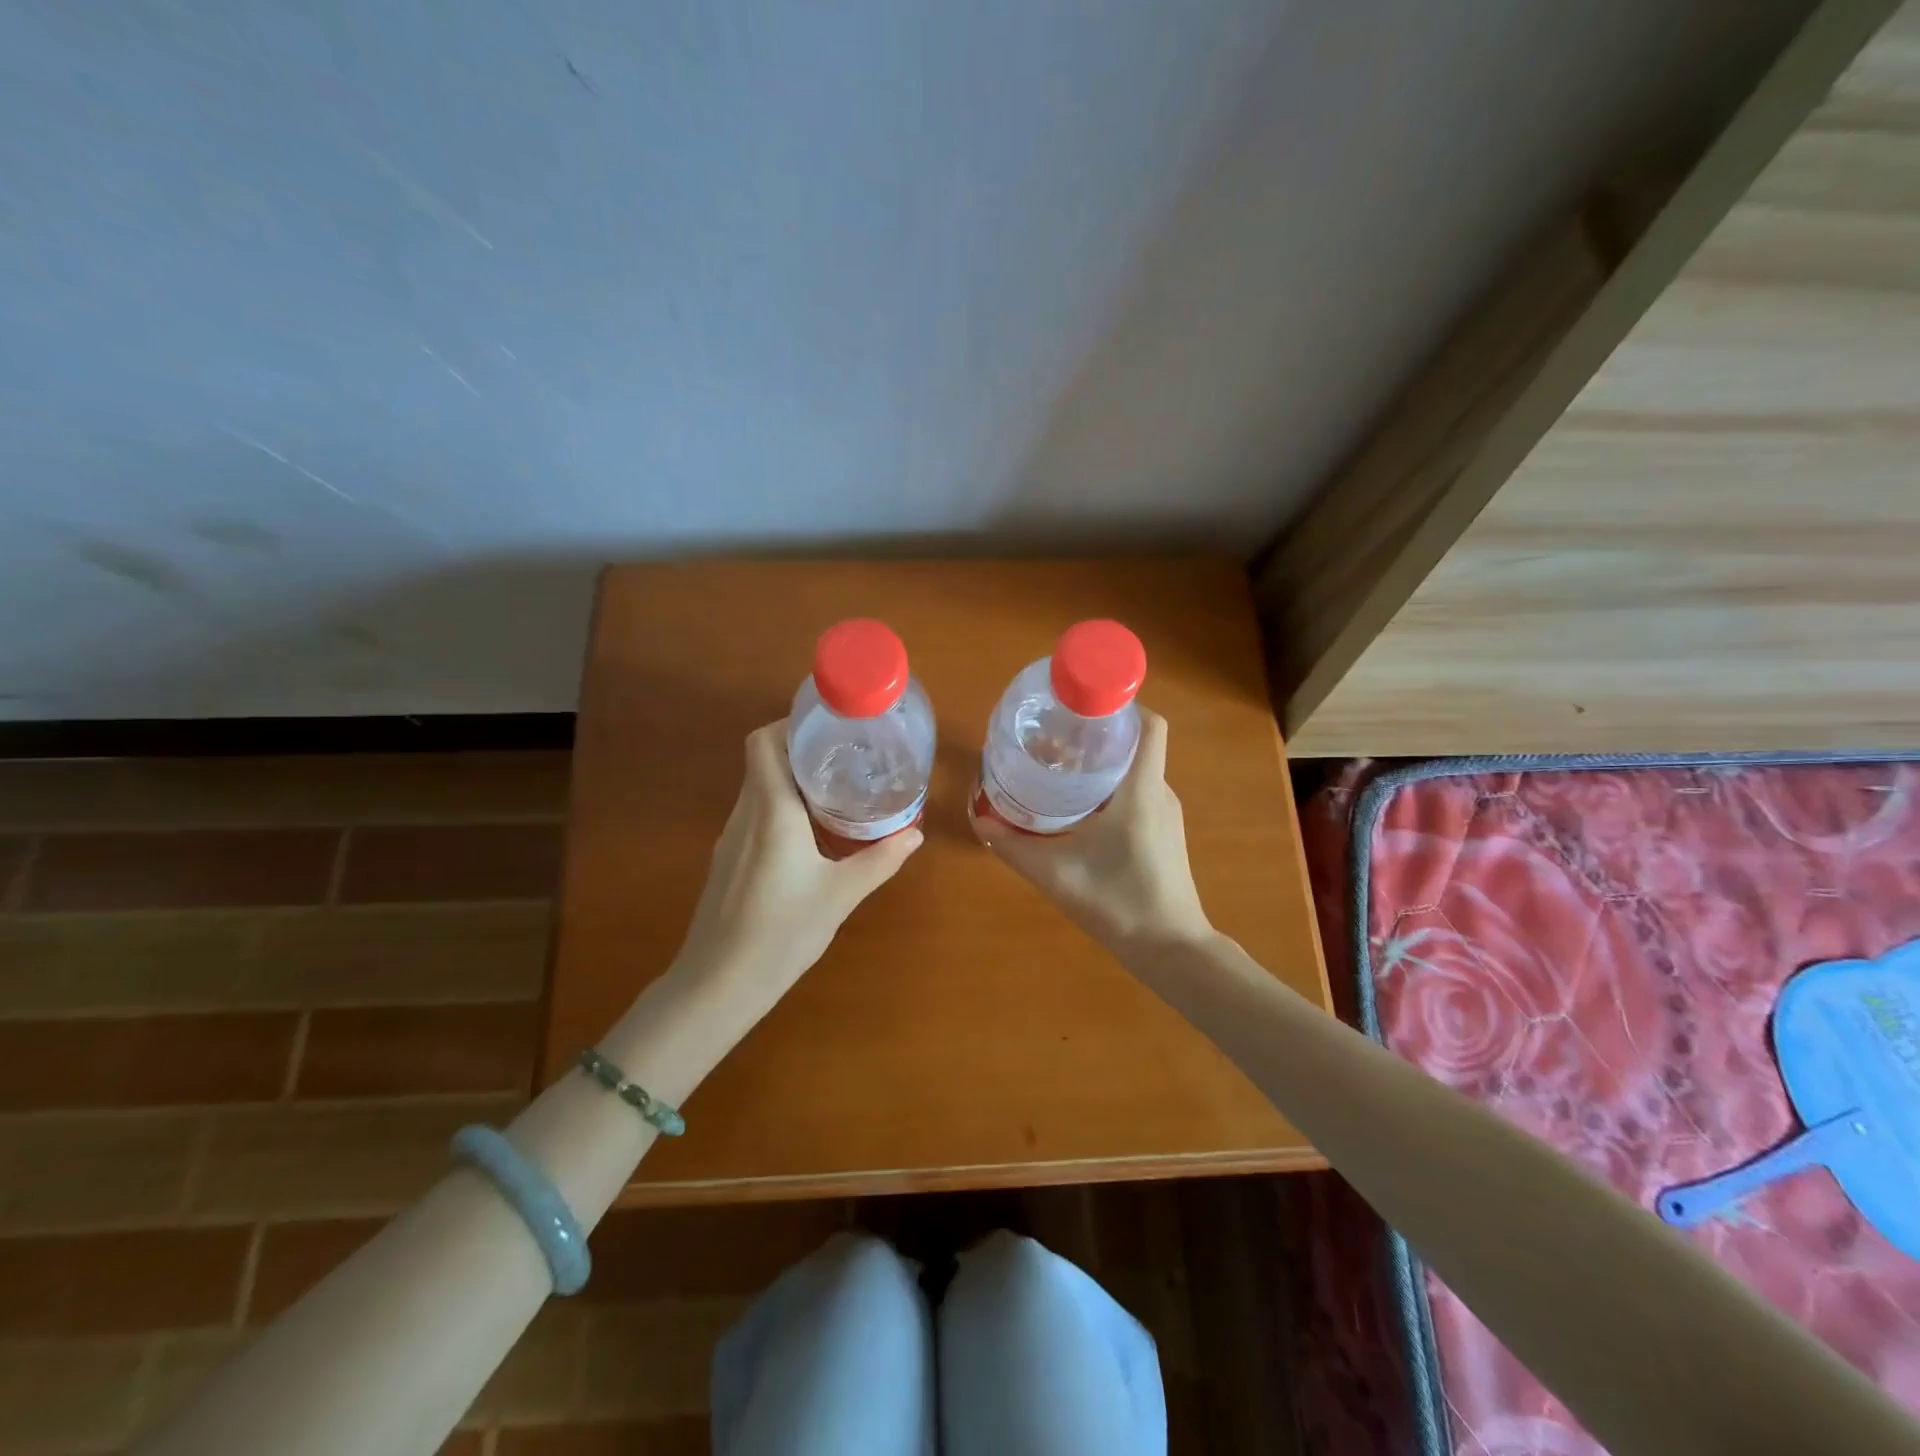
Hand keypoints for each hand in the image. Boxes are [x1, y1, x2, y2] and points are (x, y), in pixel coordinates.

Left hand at [672, 720, 922, 1015]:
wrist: (718, 985)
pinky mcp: (727, 861)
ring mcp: (731, 838)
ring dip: (792, 781)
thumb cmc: (781, 932)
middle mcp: (745, 814)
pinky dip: (781, 809)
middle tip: (846, 757)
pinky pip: (754, 815)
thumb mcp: (841, 895)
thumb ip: (880, 860)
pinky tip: (809, 835)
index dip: (791, 725)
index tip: (829, 728)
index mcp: (771, 810)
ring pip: (758, 789)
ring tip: (835, 791)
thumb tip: (915, 834)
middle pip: (764, 761)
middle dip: (801, 751)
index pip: (765, 742)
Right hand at [971, 708, 1211, 953]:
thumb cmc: (1118, 902)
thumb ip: (1012, 846)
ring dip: (1104, 762)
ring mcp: (1166, 814)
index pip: (1149, 724)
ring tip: (1060, 765)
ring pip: (1136, 769)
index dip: (1121, 704)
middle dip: (1098, 733)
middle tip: (1054, 736)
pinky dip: (1112, 787)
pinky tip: (1080, 805)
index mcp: (1141, 788)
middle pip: (1135, 743)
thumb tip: (978, 818)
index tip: (1081, 706)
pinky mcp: (1165, 833)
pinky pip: (1139, 792)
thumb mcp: (1054, 873)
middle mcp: (1160, 792)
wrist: (1170, 950)